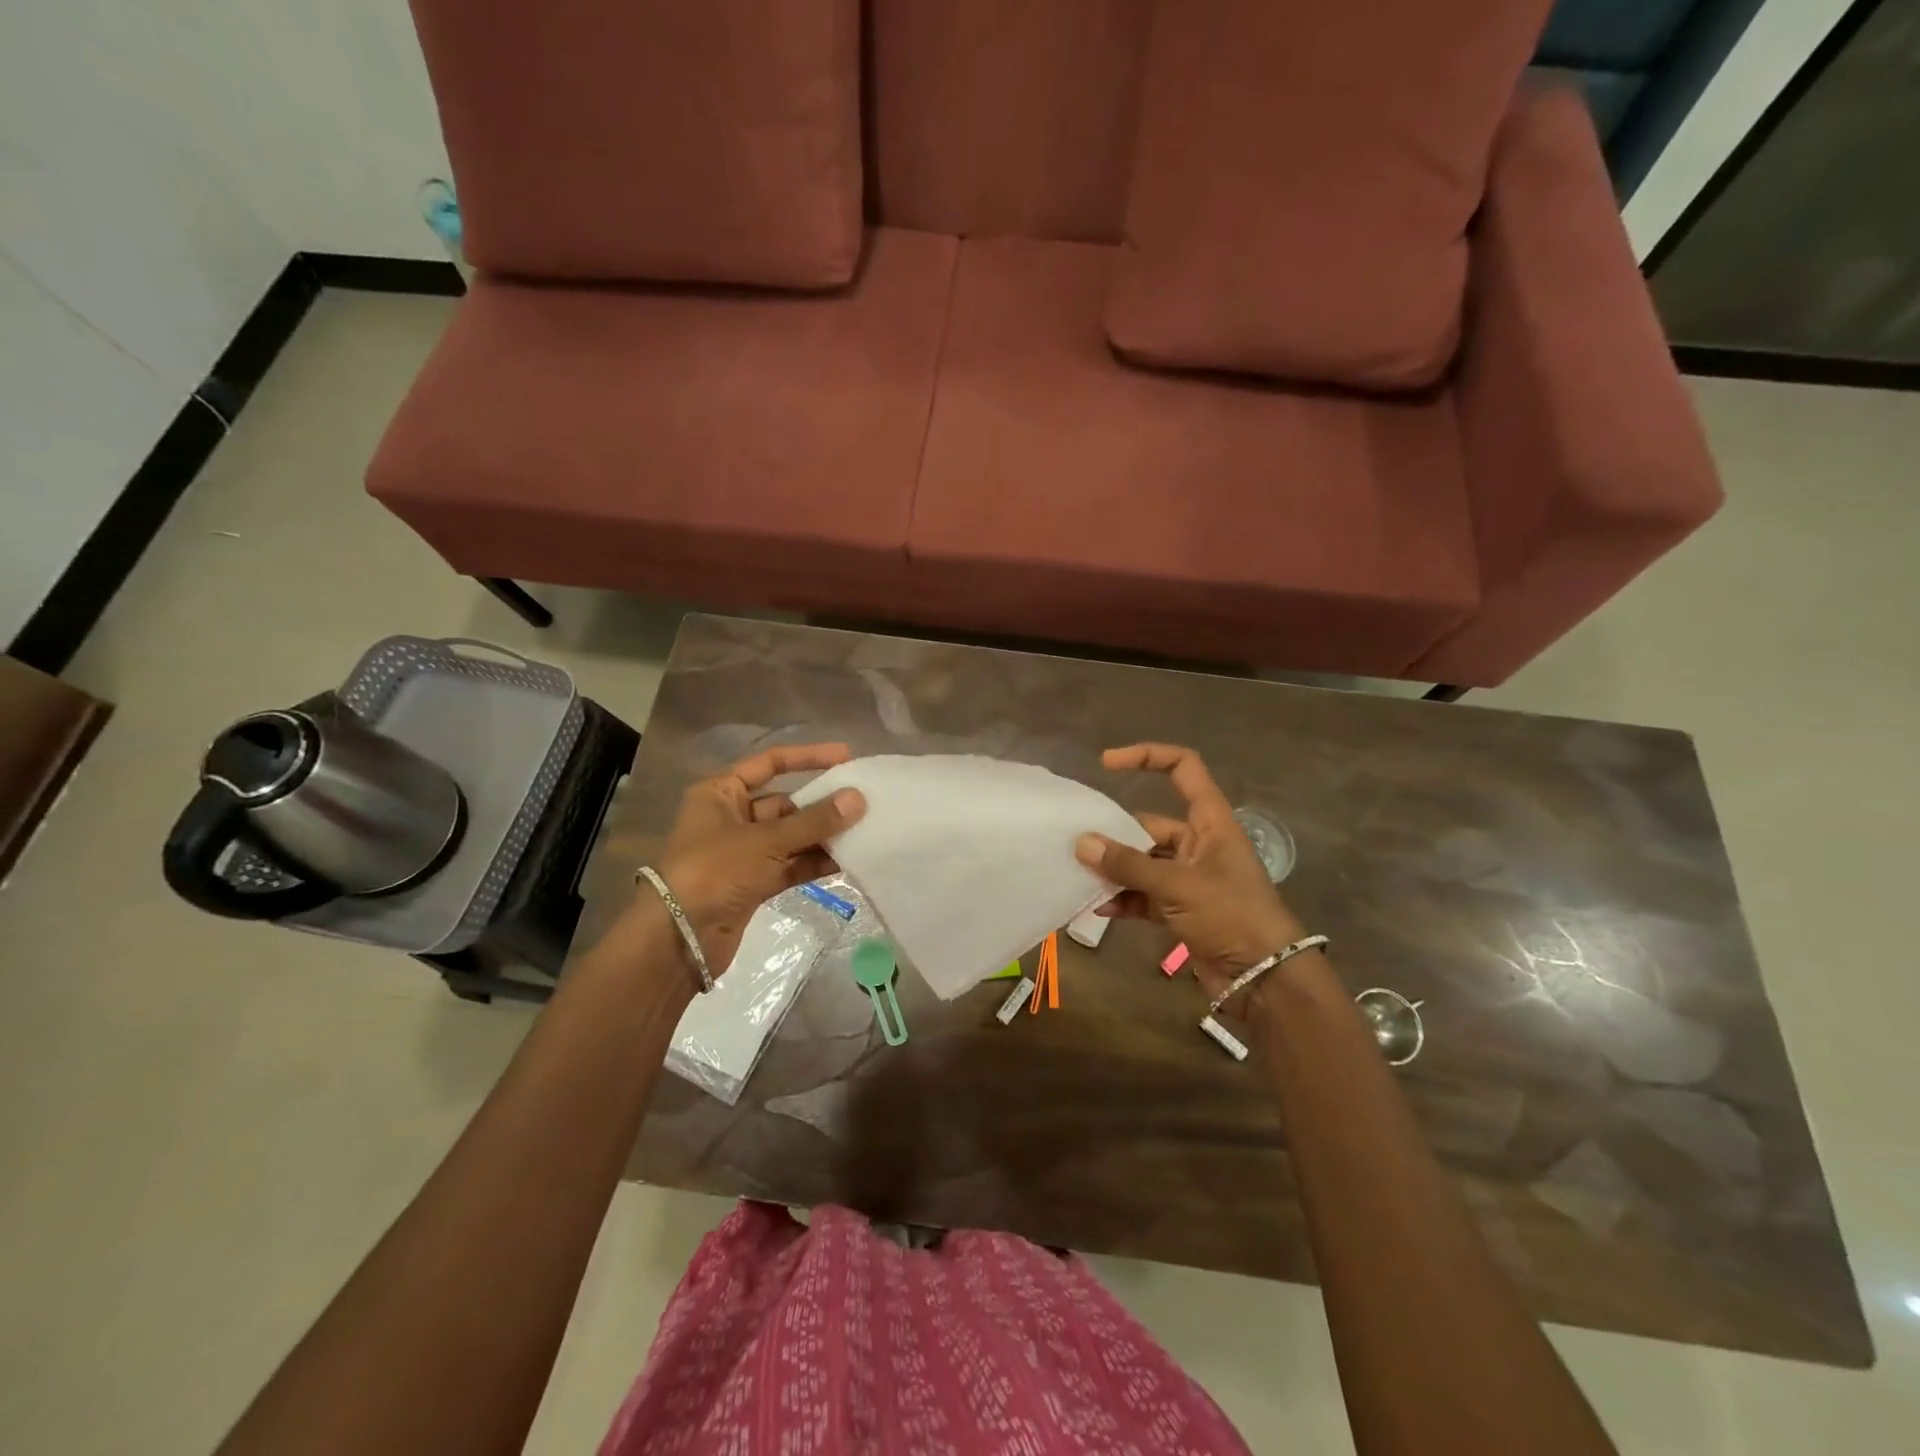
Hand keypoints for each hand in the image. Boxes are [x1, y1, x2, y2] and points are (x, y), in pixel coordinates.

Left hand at [624, 743, 865, 976]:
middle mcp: (730, 817)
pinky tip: (846, 861)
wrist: (678, 940)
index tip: (845, 757)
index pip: (769, 763)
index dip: (807, 758)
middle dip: (821, 804)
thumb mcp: (766, 840)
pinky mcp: (752, 883)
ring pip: (790, 837)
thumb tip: (858, 798)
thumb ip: (814, 820)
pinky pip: (790, 865)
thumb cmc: (714, 871)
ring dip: (822, 836)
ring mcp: (742, 853)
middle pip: (784, 803)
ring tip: (863, 832)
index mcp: (720, 793)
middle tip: (863, 803)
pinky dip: (813, 863)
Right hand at [1075, 744, 1306, 1001]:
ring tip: (1079, 877)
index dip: (1147, 757)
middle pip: (1149, 824)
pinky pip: (1143, 896)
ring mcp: (1189, 878)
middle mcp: (1199, 844)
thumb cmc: (1231, 915)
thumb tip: (1082, 843)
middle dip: (1114, 834)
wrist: (1265, 979)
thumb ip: (1128, 865)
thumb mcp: (1178, 885)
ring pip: (1142, 863)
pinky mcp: (1181, 910)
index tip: (1106, 764)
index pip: (1183, 769)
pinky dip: (1123, 900)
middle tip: (1077, 845)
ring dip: (1114, 871)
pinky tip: (1098, 908)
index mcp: (1210, 822)